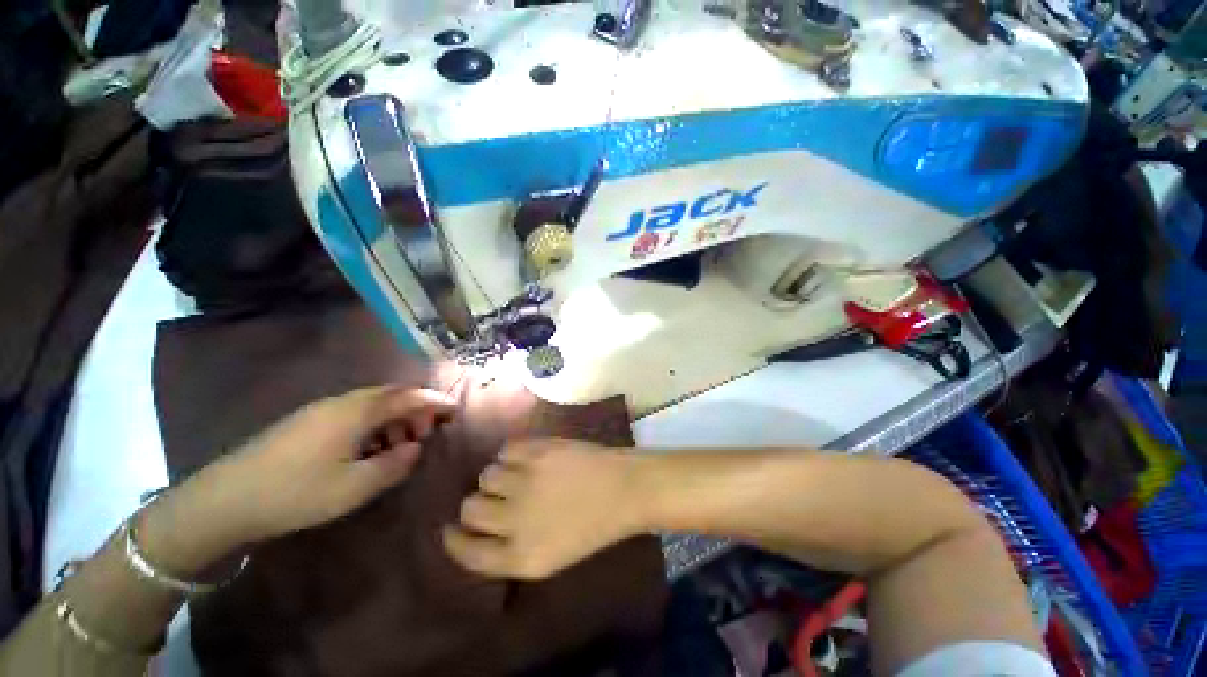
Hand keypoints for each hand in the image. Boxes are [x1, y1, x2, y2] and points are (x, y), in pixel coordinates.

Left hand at [209, 386, 455, 543]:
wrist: (224, 499)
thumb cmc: (296, 492)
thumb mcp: (355, 487)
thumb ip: (394, 464)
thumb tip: (414, 449)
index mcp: (357, 412)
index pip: (408, 397)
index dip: (435, 401)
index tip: (455, 409)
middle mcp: (342, 403)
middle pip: (391, 396)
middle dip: (415, 411)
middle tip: (424, 436)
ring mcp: (321, 411)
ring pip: (371, 405)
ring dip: (393, 420)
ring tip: (398, 446)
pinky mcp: (307, 423)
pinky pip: (353, 415)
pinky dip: (372, 426)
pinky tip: (367, 450)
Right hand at [443, 439, 643, 578]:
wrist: (625, 488)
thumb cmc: (593, 525)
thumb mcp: (550, 556)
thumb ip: (511, 548)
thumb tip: (481, 527)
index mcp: (521, 558)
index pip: (468, 553)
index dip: (455, 540)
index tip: (451, 529)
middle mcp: (516, 521)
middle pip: (470, 509)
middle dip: (477, 504)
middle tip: (495, 497)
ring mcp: (526, 481)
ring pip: (487, 475)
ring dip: (498, 476)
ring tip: (520, 475)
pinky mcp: (538, 452)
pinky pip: (506, 450)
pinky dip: (513, 454)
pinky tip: (530, 458)